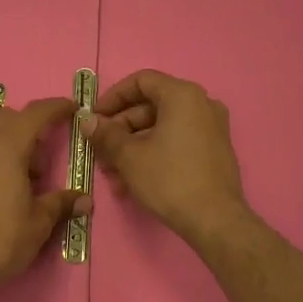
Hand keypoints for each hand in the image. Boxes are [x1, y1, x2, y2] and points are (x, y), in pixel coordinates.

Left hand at [0, 97, 91, 300]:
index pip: (35, 113)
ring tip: (13, 182)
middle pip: (5, 119)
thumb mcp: (38, 224)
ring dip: (2, 148)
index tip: (71, 109)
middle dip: (27, 128)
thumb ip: (60, 204)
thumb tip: (84, 200)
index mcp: (6, 148)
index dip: (56, 107)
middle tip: (39, 161)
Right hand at [83, 70, 247, 246]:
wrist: (215, 220)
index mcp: (182, 95)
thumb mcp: (129, 156)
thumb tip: (87, 121)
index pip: (141, 81)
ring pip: (162, 128)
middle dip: (121, 129)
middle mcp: (201, 104)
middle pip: (151, 106)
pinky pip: (177, 141)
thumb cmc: (170, 179)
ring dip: (133, 146)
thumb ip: (105, 134)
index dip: (113, 97)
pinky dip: (154, 153)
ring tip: (112, 174)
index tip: (95, 117)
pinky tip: (132, 182)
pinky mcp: (214, 150)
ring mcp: (211, 127)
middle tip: (100, 151)